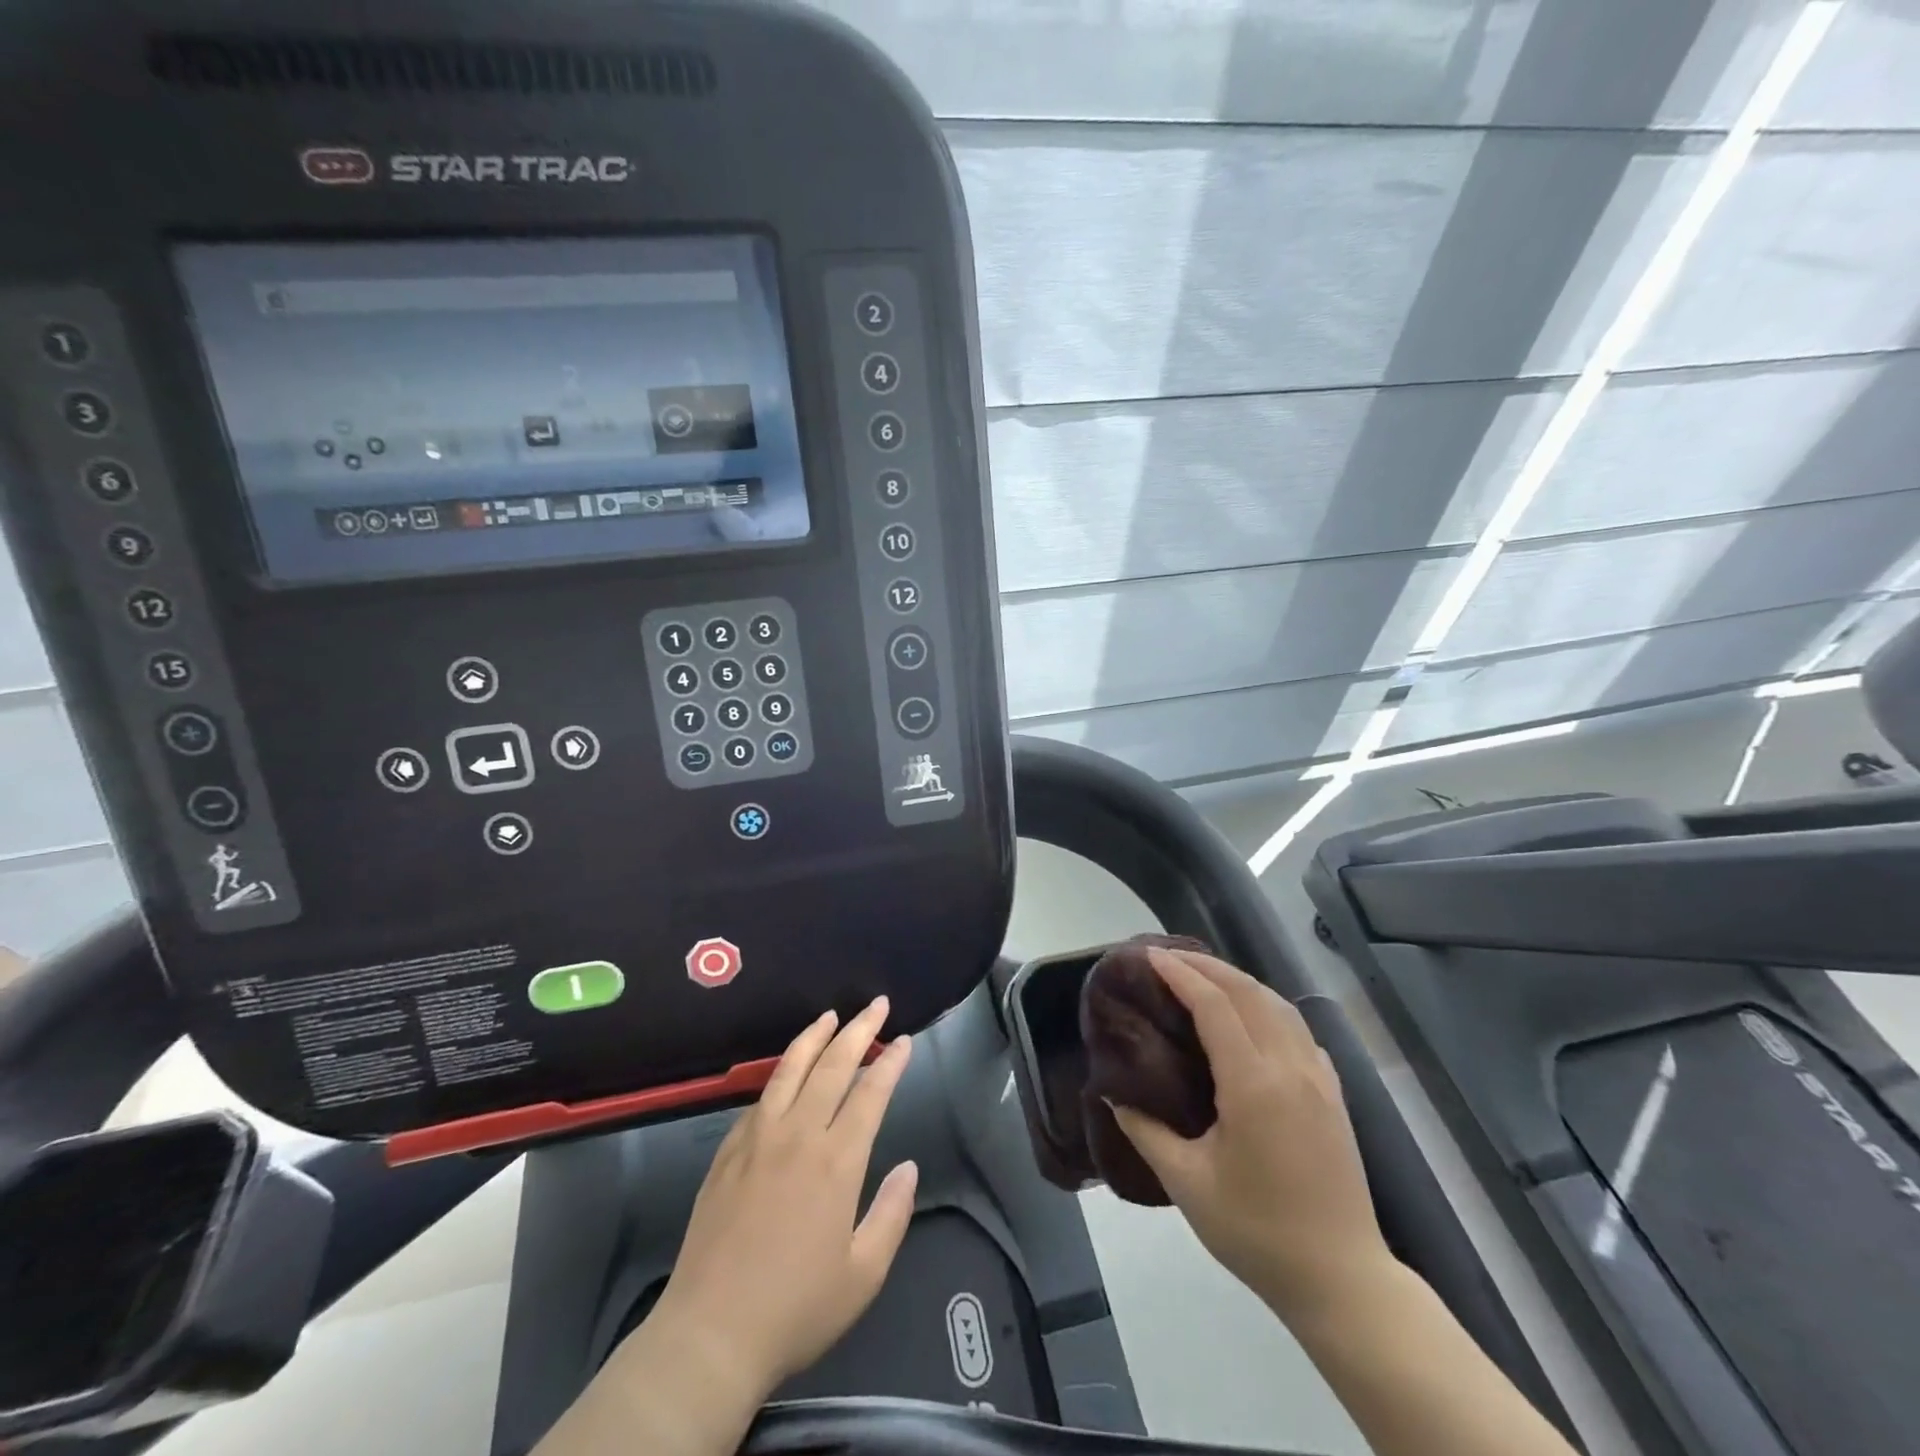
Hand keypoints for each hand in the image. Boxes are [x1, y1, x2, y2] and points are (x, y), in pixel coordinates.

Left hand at [644, 997, 918, 1401]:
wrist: (710, 1335)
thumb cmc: (796, 1309)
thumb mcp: (863, 1275)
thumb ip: (892, 1214)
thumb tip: (907, 1167)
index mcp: (836, 1161)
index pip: (870, 1093)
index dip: (891, 1062)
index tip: (905, 1040)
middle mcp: (797, 1135)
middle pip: (833, 1065)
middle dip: (859, 1029)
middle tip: (877, 1004)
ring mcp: (757, 1139)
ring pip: (790, 1069)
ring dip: (814, 1036)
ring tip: (830, 1015)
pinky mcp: (727, 1152)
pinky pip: (758, 1098)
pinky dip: (779, 1074)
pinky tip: (785, 1072)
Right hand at [1109, 949, 1393, 1319]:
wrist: (1343, 1281)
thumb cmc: (1258, 1233)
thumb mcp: (1188, 1184)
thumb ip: (1146, 1132)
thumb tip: (1113, 1096)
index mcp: (1254, 1084)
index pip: (1214, 1006)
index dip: (1180, 974)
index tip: (1149, 955)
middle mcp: (1290, 1067)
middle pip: (1247, 992)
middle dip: (1205, 966)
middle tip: (1167, 957)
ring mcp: (1319, 1078)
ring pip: (1277, 1004)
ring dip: (1238, 981)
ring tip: (1202, 977)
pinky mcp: (1334, 1093)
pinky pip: (1298, 1029)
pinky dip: (1266, 1006)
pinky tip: (1250, 1018)